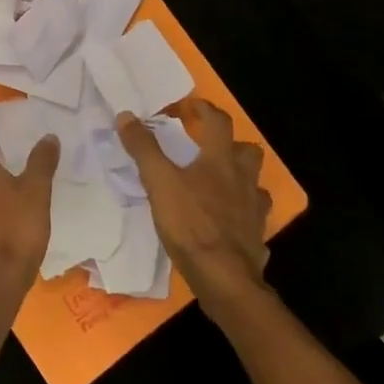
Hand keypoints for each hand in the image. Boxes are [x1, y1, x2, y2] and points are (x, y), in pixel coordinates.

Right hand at [116, 97, 270, 313]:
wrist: (224, 277)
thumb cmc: (191, 224)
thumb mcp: (158, 183)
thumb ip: (143, 149)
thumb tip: (126, 115)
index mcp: (220, 161)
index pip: (218, 122)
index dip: (204, 109)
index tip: (190, 106)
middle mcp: (243, 180)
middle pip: (248, 151)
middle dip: (232, 144)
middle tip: (209, 148)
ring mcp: (254, 210)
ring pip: (255, 184)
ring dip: (240, 178)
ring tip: (219, 184)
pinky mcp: (256, 236)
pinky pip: (254, 217)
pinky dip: (242, 213)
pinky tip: (227, 222)